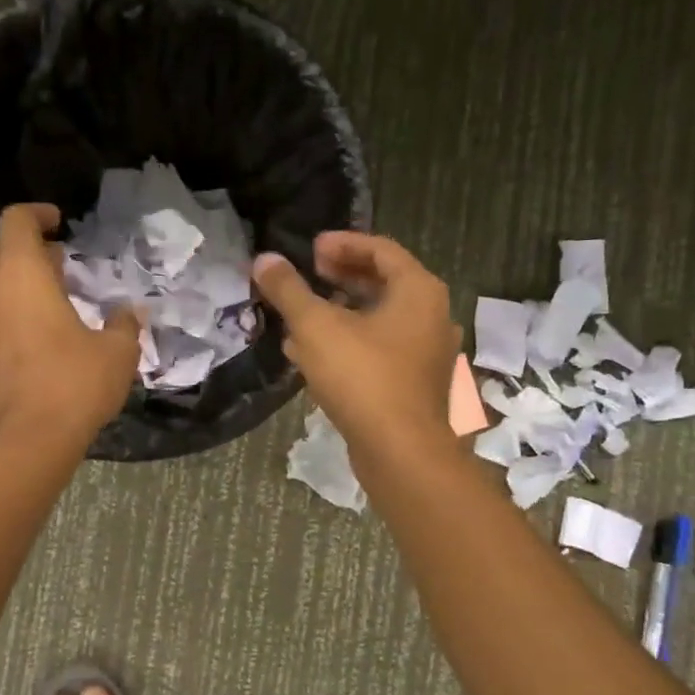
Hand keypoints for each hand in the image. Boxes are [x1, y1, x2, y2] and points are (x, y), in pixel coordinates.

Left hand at [0, 204, 142, 452]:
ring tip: (58, 294)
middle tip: (64, 261)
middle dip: (31, 247)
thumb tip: (127, 313)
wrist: (26, 442)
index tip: (62, 223)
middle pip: (1, 248)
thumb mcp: (117, 351)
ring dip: (22, 278)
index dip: (38, 214)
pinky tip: (46, 329)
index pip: (16, 221)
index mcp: (21, 275)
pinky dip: (14, 305)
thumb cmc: (73, 384)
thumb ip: (123, 323)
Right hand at [253, 232, 460, 458]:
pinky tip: (312, 353)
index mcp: (418, 291)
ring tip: (303, 313)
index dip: (343, 243)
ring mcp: (426, 352)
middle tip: (309, 273)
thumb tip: (263, 259)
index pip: (381, 249)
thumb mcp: (316, 327)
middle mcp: (431, 316)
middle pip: (383, 282)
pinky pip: (380, 349)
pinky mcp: (414, 383)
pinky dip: (349, 341)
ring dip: (341, 311)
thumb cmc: (362, 377)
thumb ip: (289, 290)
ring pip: (380, 319)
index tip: (311, 248)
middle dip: (341, 276)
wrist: (400, 451)